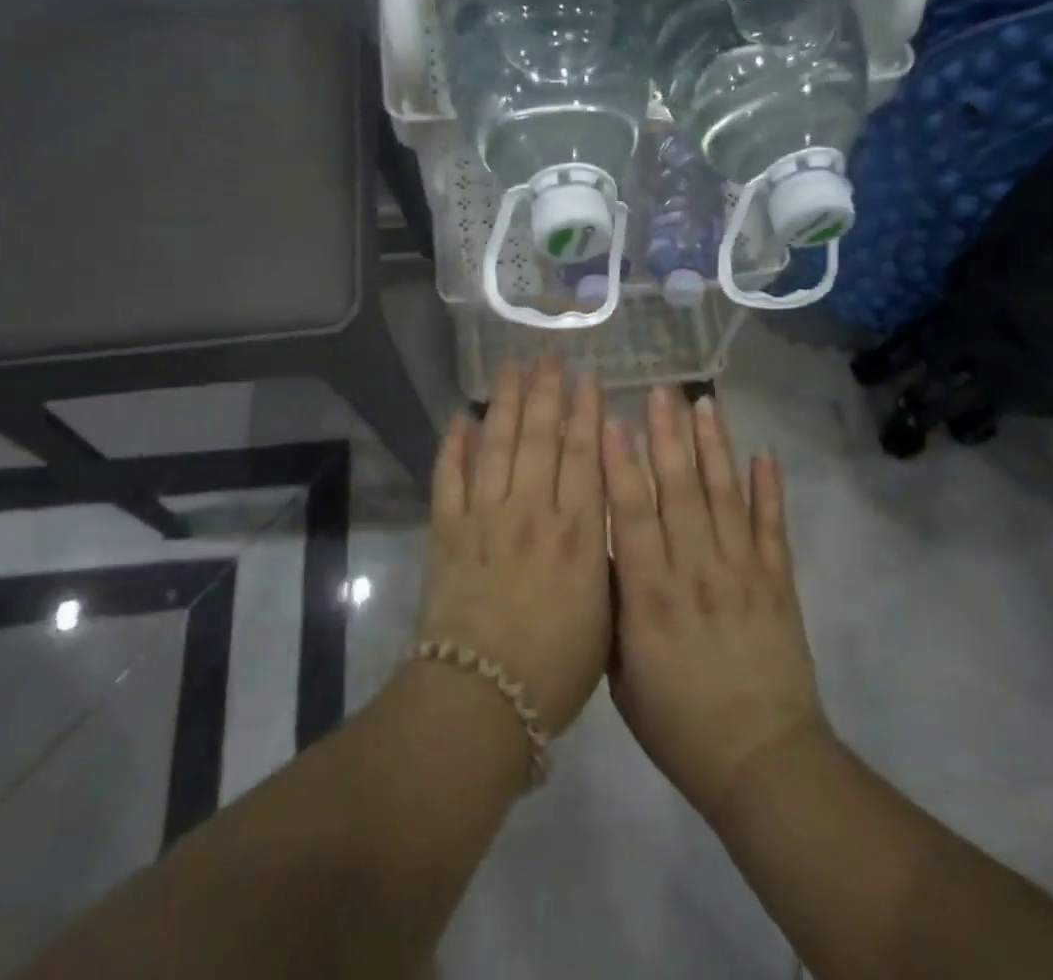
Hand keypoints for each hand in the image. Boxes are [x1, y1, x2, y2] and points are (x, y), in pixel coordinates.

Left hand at [415, 358, 612, 736]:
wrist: (482, 697)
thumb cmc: (557, 666)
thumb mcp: (605, 612)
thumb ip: (605, 555)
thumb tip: (604, 512)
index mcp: (575, 529)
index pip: (583, 454)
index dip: (587, 411)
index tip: (589, 376)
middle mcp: (531, 509)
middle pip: (540, 436)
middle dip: (547, 391)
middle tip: (549, 355)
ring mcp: (485, 516)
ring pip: (497, 444)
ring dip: (504, 402)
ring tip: (510, 367)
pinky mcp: (447, 531)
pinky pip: (449, 478)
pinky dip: (454, 446)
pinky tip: (461, 417)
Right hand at [604, 385, 825, 820]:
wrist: (762, 762)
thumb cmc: (678, 724)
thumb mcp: (622, 675)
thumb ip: (613, 608)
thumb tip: (603, 550)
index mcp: (651, 596)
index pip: (632, 515)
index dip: (622, 465)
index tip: (613, 421)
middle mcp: (696, 571)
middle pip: (679, 491)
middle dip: (668, 436)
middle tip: (660, 389)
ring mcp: (743, 573)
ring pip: (724, 497)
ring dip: (714, 448)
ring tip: (705, 404)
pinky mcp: (779, 583)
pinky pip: (773, 528)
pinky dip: (769, 490)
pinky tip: (765, 454)